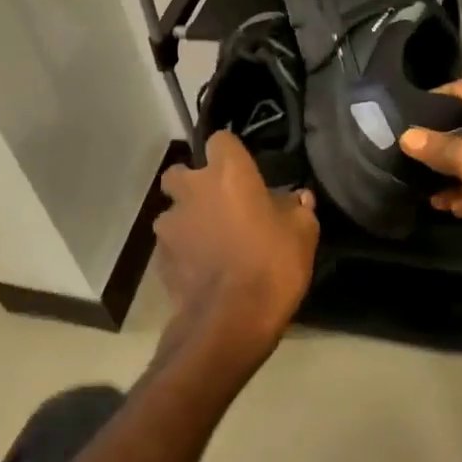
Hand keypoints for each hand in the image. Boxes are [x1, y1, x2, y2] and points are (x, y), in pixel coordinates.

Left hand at [153, 132, 318, 372]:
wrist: (230, 322)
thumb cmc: (272, 264)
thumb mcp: (302, 233)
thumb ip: (297, 209)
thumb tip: (298, 199)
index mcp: (228, 173)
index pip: (220, 140)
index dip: (230, 154)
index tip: (243, 171)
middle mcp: (193, 189)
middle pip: (181, 172)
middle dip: (193, 184)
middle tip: (218, 204)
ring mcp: (171, 225)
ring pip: (172, 211)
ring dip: (187, 220)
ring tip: (209, 243)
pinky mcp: (159, 259)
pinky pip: (171, 245)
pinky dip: (183, 252)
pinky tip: (202, 270)